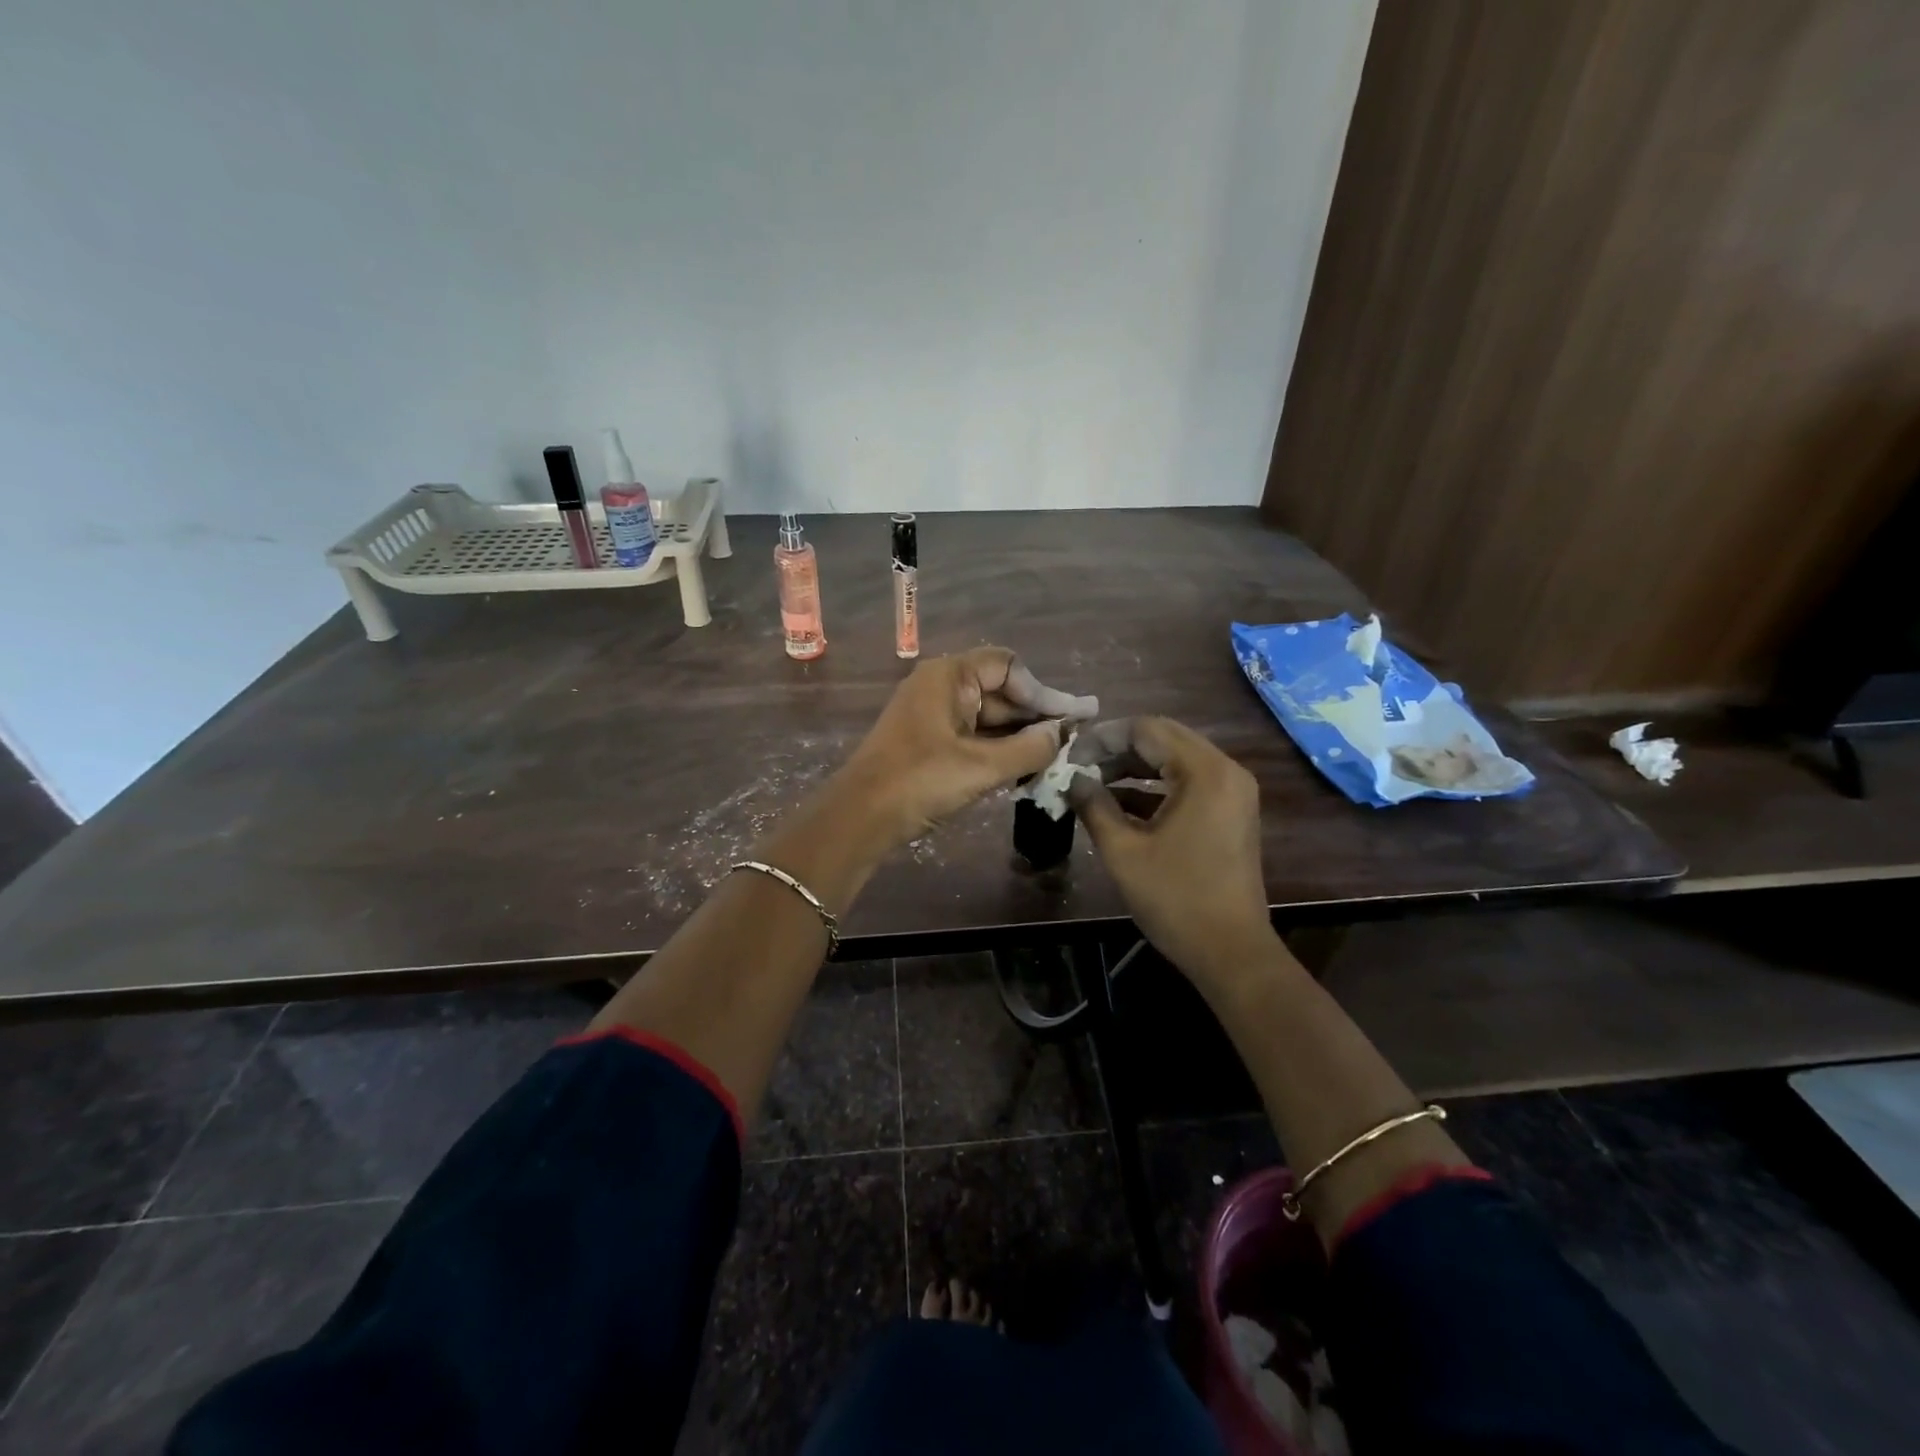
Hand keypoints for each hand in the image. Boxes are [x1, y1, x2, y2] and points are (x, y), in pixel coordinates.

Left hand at [837, 647, 1098, 846]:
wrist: (859, 818)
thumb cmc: (919, 781)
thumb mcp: (981, 766)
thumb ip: (1029, 748)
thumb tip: (1062, 734)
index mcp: (949, 676)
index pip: (1008, 666)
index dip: (1042, 691)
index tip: (1071, 719)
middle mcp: (940, 687)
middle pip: (999, 691)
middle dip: (1035, 716)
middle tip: (1075, 740)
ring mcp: (932, 715)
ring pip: (987, 717)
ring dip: (1019, 736)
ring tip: (1057, 758)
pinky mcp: (927, 743)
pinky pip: (972, 737)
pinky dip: (998, 750)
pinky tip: (1024, 769)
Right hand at [1067, 717, 1274, 986]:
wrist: (1231, 952)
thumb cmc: (1176, 899)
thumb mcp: (1123, 851)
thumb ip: (1094, 805)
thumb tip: (1072, 779)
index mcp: (1204, 772)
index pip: (1146, 729)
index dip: (1102, 738)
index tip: (1069, 756)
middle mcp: (1225, 770)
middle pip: (1163, 738)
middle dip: (1116, 748)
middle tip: (1078, 766)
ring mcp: (1232, 791)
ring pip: (1174, 759)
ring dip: (1133, 766)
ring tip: (1091, 781)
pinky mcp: (1230, 811)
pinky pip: (1187, 782)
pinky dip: (1153, 787)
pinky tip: (1117, 802)